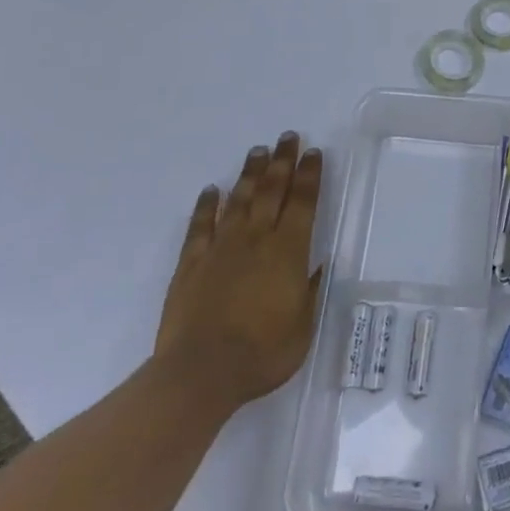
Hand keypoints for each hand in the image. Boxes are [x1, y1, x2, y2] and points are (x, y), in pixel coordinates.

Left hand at [154, 131, 324, 407]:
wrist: (201, 373)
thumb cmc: (262, 353)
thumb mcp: (302, 327)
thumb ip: (309, 291)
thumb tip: (317, 265)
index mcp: (288, 251)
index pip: (303, 202)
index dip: (309, 175)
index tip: (313, 152)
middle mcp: (256, 239)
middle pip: (272, 190)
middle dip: (282, 161)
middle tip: (288, 137)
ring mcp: (221, 248)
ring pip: (239, 200)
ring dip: (250, 174)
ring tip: (257, 151)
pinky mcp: (191, 263)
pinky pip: (201, 226)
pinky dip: (206, 205)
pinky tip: (211, 190)